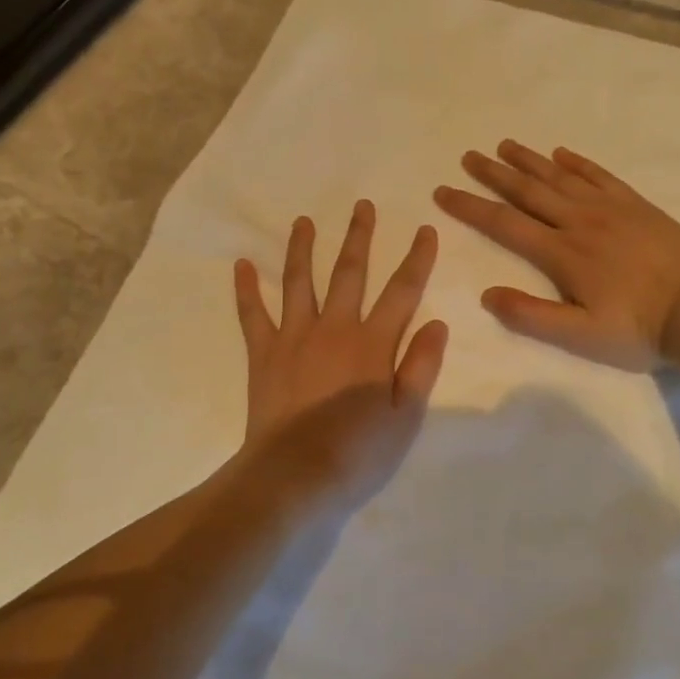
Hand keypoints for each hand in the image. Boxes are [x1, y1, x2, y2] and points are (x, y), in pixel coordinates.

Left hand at [234, 202, 446, 505]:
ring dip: (302, 249)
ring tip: (303, 222)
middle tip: (362, 206)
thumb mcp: (405, 415)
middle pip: (349, 273)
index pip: (402, 291)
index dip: (417, 258)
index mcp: (373, 343)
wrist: (295, 472)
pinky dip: (246, 289)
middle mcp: (334, 328)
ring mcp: (294, 336)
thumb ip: (421, 366)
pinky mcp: (263, 353)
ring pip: (300, 282)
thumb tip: (437, 323)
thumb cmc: (357, 450)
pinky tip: (242, 264)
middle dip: (359, 237)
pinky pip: (253, 314)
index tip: (425, 229)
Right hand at [434, 140, 679, 370]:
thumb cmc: (639, 329)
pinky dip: (578, 162)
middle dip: (494, 173)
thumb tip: (486, 294)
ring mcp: (611, 209)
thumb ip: (531, 316)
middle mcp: (579, 221)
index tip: (443, 192)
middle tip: (468, 156)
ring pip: (560, 176)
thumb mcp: (580, 336)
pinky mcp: (637, 205)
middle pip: (528, 191)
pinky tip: (562, 153)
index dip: (470, 207)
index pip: (504, 224)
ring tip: (505, 145)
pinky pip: (600, 175)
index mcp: (561, 253)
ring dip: (530, 160)